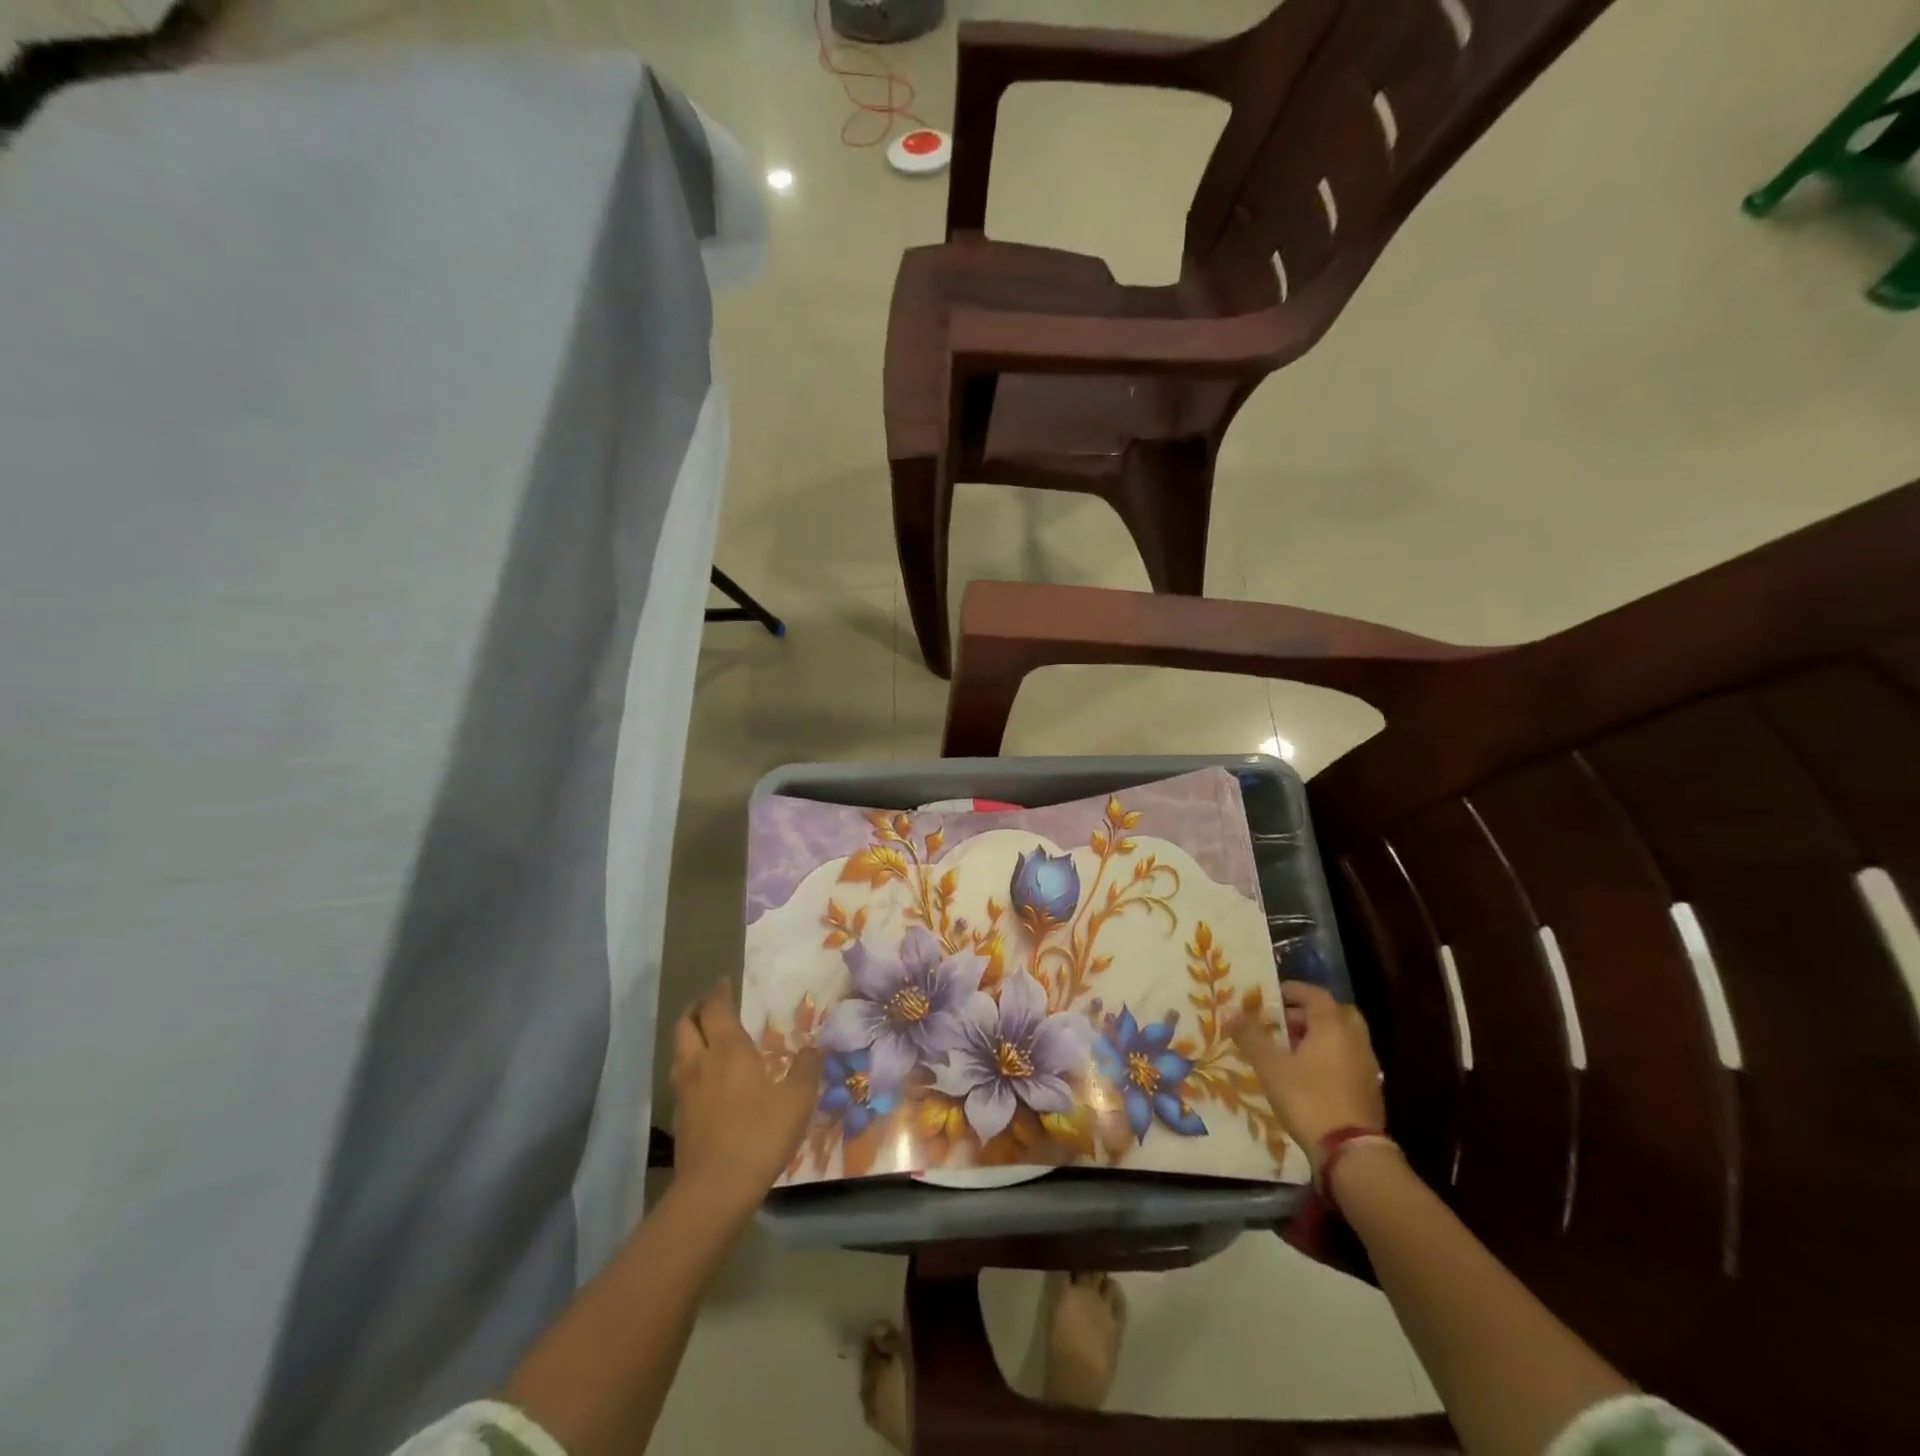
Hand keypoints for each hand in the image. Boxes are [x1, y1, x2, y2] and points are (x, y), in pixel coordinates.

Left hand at [670, 978, 823, 1210]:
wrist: (715, 1190)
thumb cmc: (760, 1134)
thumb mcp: (797, 1099)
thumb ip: (806, 1069)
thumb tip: (814, 1048)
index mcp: (728, 1050)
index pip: (716, 1008)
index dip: (719, 992)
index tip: (725, 982)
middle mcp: (700, 1063)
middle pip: (686, 1024)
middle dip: (697, 1009)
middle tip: (712, 1005)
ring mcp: (684, 1092)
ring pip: (679, 1052)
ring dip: (690, 1037)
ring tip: (708, 1039)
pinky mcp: (680, 1118)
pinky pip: (681, 1079)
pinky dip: (691, 1067)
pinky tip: (707, 1081)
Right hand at [1229, 981, 1383, 1174]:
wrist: (1350, 1153)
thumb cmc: (1308, 1099)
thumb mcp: (1270, 1066)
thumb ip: (1251, 1036)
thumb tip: (1231, 1012)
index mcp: (1333, 1025)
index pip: (1315, 994)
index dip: (1293, 990)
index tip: (1272, 995)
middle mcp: (1355, 1039)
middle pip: (1336, 1013)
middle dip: (1310, 1012)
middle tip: (1285, 1020)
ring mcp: (1367, 1065)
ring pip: (1344, 1037)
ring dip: (1321, 1035)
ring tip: (1292, 1048)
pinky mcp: (1370, 1090)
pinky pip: (1349, 1059)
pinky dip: (1331, 1056)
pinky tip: (1310, 1074)